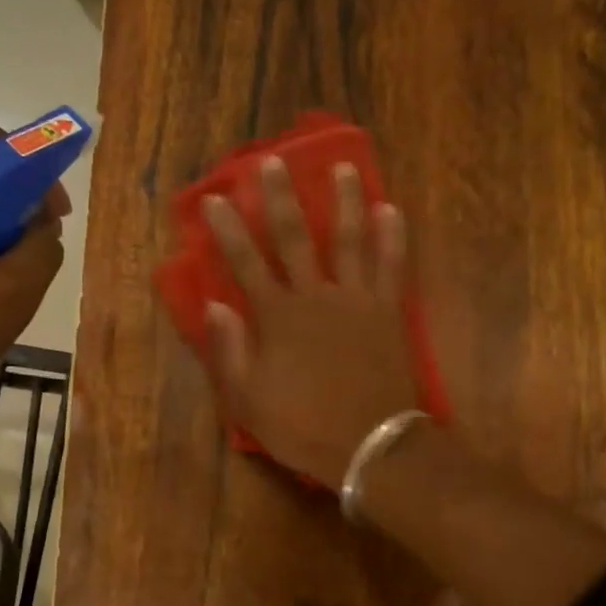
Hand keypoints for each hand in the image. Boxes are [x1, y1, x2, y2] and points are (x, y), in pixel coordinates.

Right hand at [200, 155, 420, 488]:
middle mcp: (315, 296)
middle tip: (271, 161)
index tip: (214, 198)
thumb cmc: (304, 426)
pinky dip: (392, 238)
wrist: (370, 444)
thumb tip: (214, 307)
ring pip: (348, 240)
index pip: (246, 263)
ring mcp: (356, 300)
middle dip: (280, 198)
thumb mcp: (249, 400)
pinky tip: (391, 210)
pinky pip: (390, 266)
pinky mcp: (386, 311)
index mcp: (277, 317)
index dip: (228, 230)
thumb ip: (230, 351)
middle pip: (294, 238)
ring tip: (343, 167)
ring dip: (344, 202)